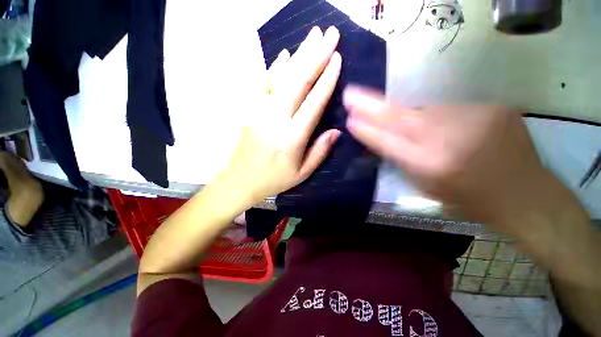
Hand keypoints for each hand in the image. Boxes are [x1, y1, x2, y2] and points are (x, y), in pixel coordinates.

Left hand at [218, 26, 341, 203]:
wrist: (241, 180)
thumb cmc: (275, 179)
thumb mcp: (302, 172)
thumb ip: (320, 151)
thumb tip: (336, 130)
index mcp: (292, 138)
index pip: (313, 103)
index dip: (327, 79)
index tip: (337, 59)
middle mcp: (275, 120)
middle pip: (298, 82)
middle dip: (316, 55)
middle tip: (330, 34)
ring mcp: (258, 111)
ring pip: (281, 77)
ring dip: (299, 55)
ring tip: (313, 36)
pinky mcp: (248, 109)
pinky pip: (263, 83)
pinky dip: (275, 67)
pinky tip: (286, 54)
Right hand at [342, 85, 545, 222]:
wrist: (523, 193)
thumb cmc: (468, 198)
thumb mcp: (425, 187)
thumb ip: (402, 161)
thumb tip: (383, 138)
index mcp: (428, 164)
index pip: (385, 141)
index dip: (366, 130)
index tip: (350, 120)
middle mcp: (447, 139)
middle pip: (398, 116)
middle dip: (370, 106)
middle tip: (351, 95)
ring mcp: (472, 118)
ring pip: (425, 110)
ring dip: (413, 117)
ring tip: (424, 133)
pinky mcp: (492, 107)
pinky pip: (451, 109)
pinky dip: (443, 118)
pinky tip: (454, 131)